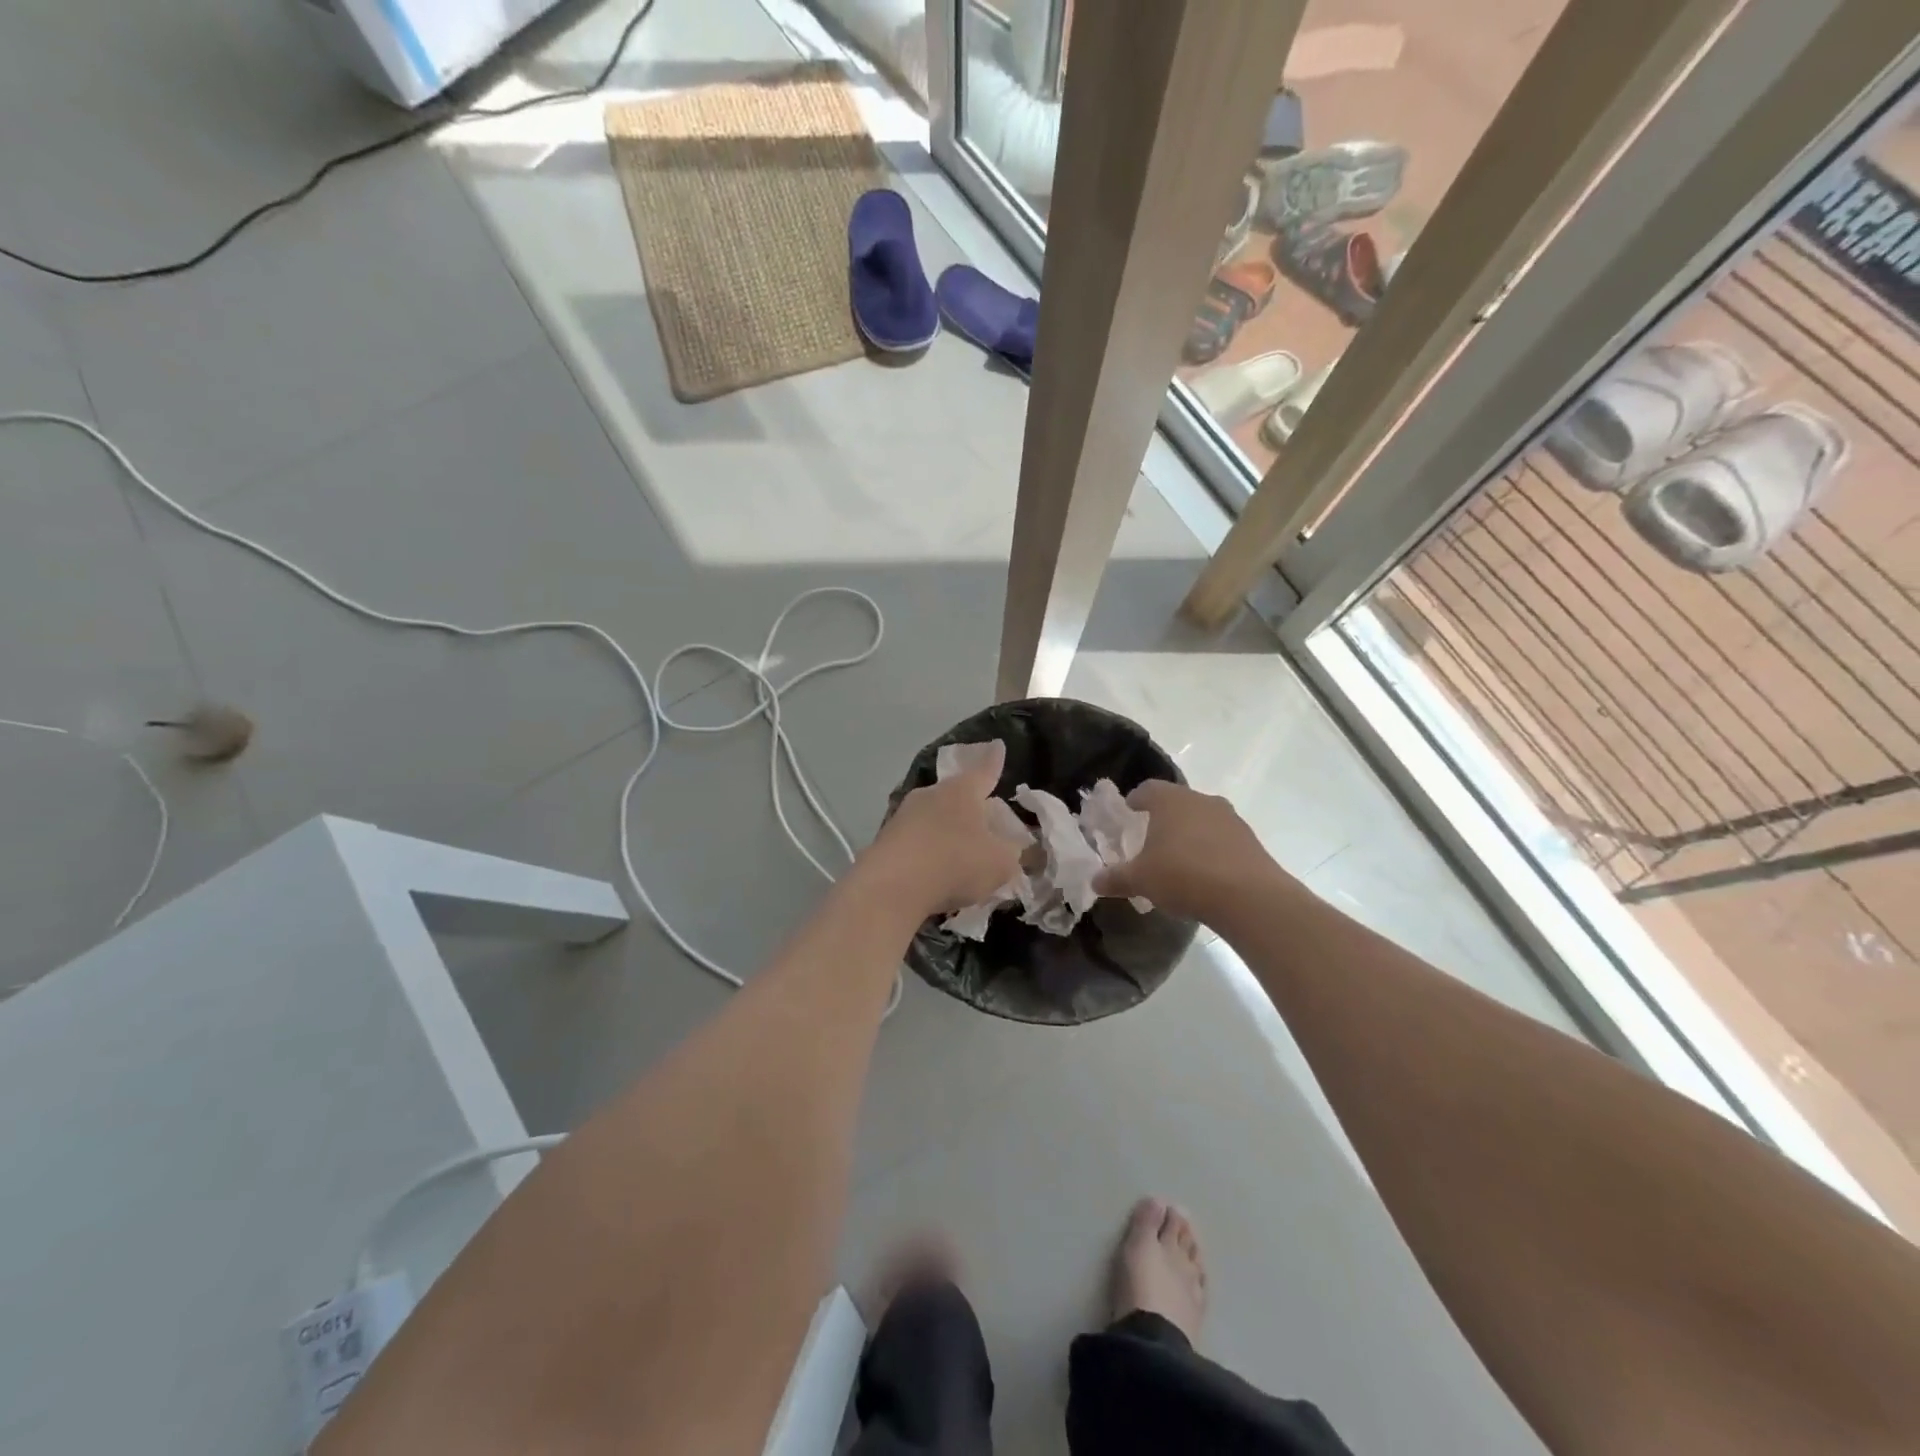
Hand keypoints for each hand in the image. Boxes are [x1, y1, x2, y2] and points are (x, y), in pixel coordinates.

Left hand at [861, 741, 1023, 918]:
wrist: (891, 887)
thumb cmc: (956, 863)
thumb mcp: (1001, 863)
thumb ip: (1013, 854)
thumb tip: (1015, 849)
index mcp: (963, 790)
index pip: (985, 770)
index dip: (994, 761)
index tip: (998, 746)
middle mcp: (932, 794)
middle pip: (957, 795)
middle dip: (971, 806)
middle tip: (986, 822)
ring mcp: (904, 815)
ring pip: (934, 817)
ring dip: (947, 831)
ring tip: (961, 853)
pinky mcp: (886, 839)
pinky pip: (917, 840)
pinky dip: (929, 851)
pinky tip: (935, 871)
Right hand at [1092, 780, 1281, 921]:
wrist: (1248, 897)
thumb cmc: (1183, 875)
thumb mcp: (1140, 880)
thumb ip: (1116, 878)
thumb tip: (1094, 882)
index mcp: (1171, 800)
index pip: (1148, 789)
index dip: (1136, 799)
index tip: (1130, 810)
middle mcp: (1201, 800)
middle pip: (1178, 801)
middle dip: (1164, 817)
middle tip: (1151, 837)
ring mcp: (1230, 819)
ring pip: (1202, 818)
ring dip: (1190, 832)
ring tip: (1179, 858)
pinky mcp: (1250, 840)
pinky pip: (1222, 839)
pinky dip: (1211, 849)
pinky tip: (1205, 873)